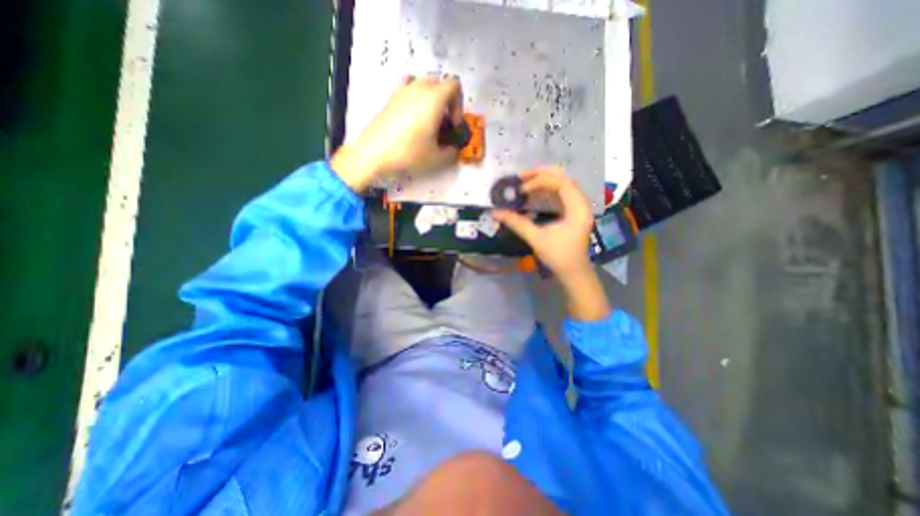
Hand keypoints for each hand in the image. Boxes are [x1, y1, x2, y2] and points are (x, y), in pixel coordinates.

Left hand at [332, 74, 463, 188]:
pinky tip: (413, 114)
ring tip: (428, 119)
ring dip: (432, 98)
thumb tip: (454, 149)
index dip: (459, 104)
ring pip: (424, 84)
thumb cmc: (409, 152)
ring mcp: (403, 90)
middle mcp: (419, 88)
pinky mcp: (391, 97)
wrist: (375, 151)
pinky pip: (408, 87)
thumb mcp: (436, 157)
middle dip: (447, 101)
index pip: (454, 86)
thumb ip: (451, 152)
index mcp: (434, 99)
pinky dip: (415, 96)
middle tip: (444, 123)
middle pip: (440, 83)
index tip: (453, 124)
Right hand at [493, 168, 592, 278]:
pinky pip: (560, 194)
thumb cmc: (558, 257)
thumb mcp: (536, 239)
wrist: (573, 273)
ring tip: (525, 182)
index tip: (522, 189)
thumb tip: (495, 212)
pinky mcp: (573, 212)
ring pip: (562, 185)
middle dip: (542, 175)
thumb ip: (516, 223)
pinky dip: (547, 191)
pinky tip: (533, 194)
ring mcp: (578, 207)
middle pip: (564, 179)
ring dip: (544, 181)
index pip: (562, 183)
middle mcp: (581, 204)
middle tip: (521, 176)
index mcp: (577, 209)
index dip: (541, 181)